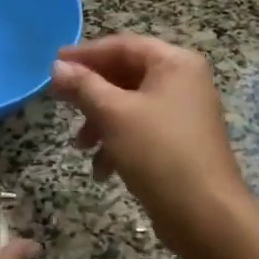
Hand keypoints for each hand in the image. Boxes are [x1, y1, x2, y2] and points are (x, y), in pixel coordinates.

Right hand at [50, 34, 249, 256]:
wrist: (204, 213)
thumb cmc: (158, 152)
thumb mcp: (114, 114)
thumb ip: (83, 86)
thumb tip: (57, 67)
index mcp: (175, 64)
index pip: (123, 46)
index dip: (86, 54)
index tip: (54, 64)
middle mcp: (183, 82)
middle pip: (126, 75)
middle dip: (91, 93)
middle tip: (60, 102)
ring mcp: (183, 114)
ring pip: (130, 106)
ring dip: (100, 122)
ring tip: (81, 146)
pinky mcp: (179, 143)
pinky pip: (141, 131)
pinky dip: (118, 143)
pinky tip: (102, 169)